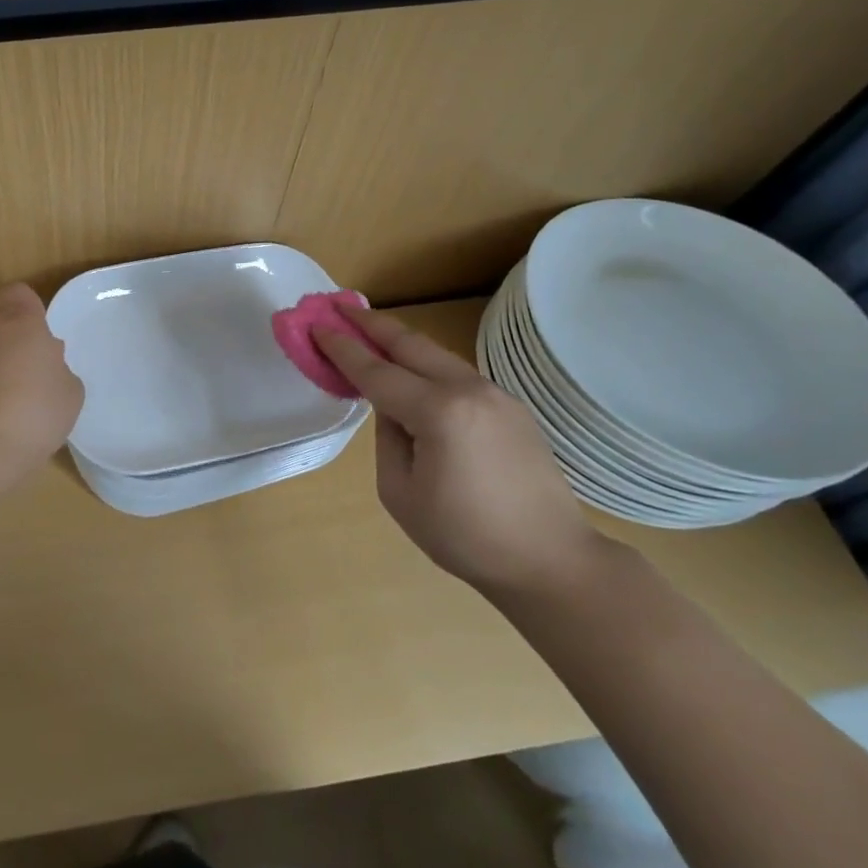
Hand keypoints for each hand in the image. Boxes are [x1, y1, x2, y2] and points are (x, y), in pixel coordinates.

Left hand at [0, 283, 83, 471]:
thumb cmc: (37, 407)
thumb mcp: (71, 390)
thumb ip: (60, 370)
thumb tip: (47, 367)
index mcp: (23, 323)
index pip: (17, 293)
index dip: (27, 304)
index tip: (40, 326)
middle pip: (5, 327)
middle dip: (22, 346)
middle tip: (44, 375)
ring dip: (8, 373)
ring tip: (29, 406)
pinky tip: (11, 423)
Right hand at [315, 308, 604, 593]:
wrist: (551, 561)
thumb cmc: (466, 536)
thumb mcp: (400, 493)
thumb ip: (388, 437)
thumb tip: (393, 409)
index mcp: (438, 412)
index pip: (377, 372)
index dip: (342, 349)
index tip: (316, 326)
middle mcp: (468, 391)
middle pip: (411, 345)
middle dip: (372, 324)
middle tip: (340, 307)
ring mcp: (495, 396)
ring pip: (437, 356)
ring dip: (401, 341)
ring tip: (370, 330)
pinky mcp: (511, 408)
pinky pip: (457, 376)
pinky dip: (427, 364)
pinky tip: (413, 371)